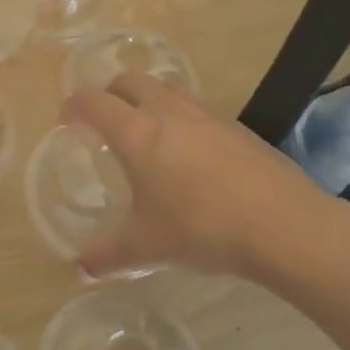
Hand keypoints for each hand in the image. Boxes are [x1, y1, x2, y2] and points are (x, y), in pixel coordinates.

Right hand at [60, 75, 349, 288]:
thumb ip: (109, 254)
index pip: (93, 101)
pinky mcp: (236, 125)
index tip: (67, 119)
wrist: (283, 223)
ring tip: (147, 129)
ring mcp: (206, 113)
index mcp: (135, 131)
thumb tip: (80, 269)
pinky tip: (190, 152)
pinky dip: (181, 117)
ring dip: (148, 98)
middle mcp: (167, 111)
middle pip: (130, 80)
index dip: (74, 105)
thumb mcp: (147, 245)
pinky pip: (197, 108)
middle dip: (110, 93)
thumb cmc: (200, 227)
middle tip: (104, 119)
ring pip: (166, 87)